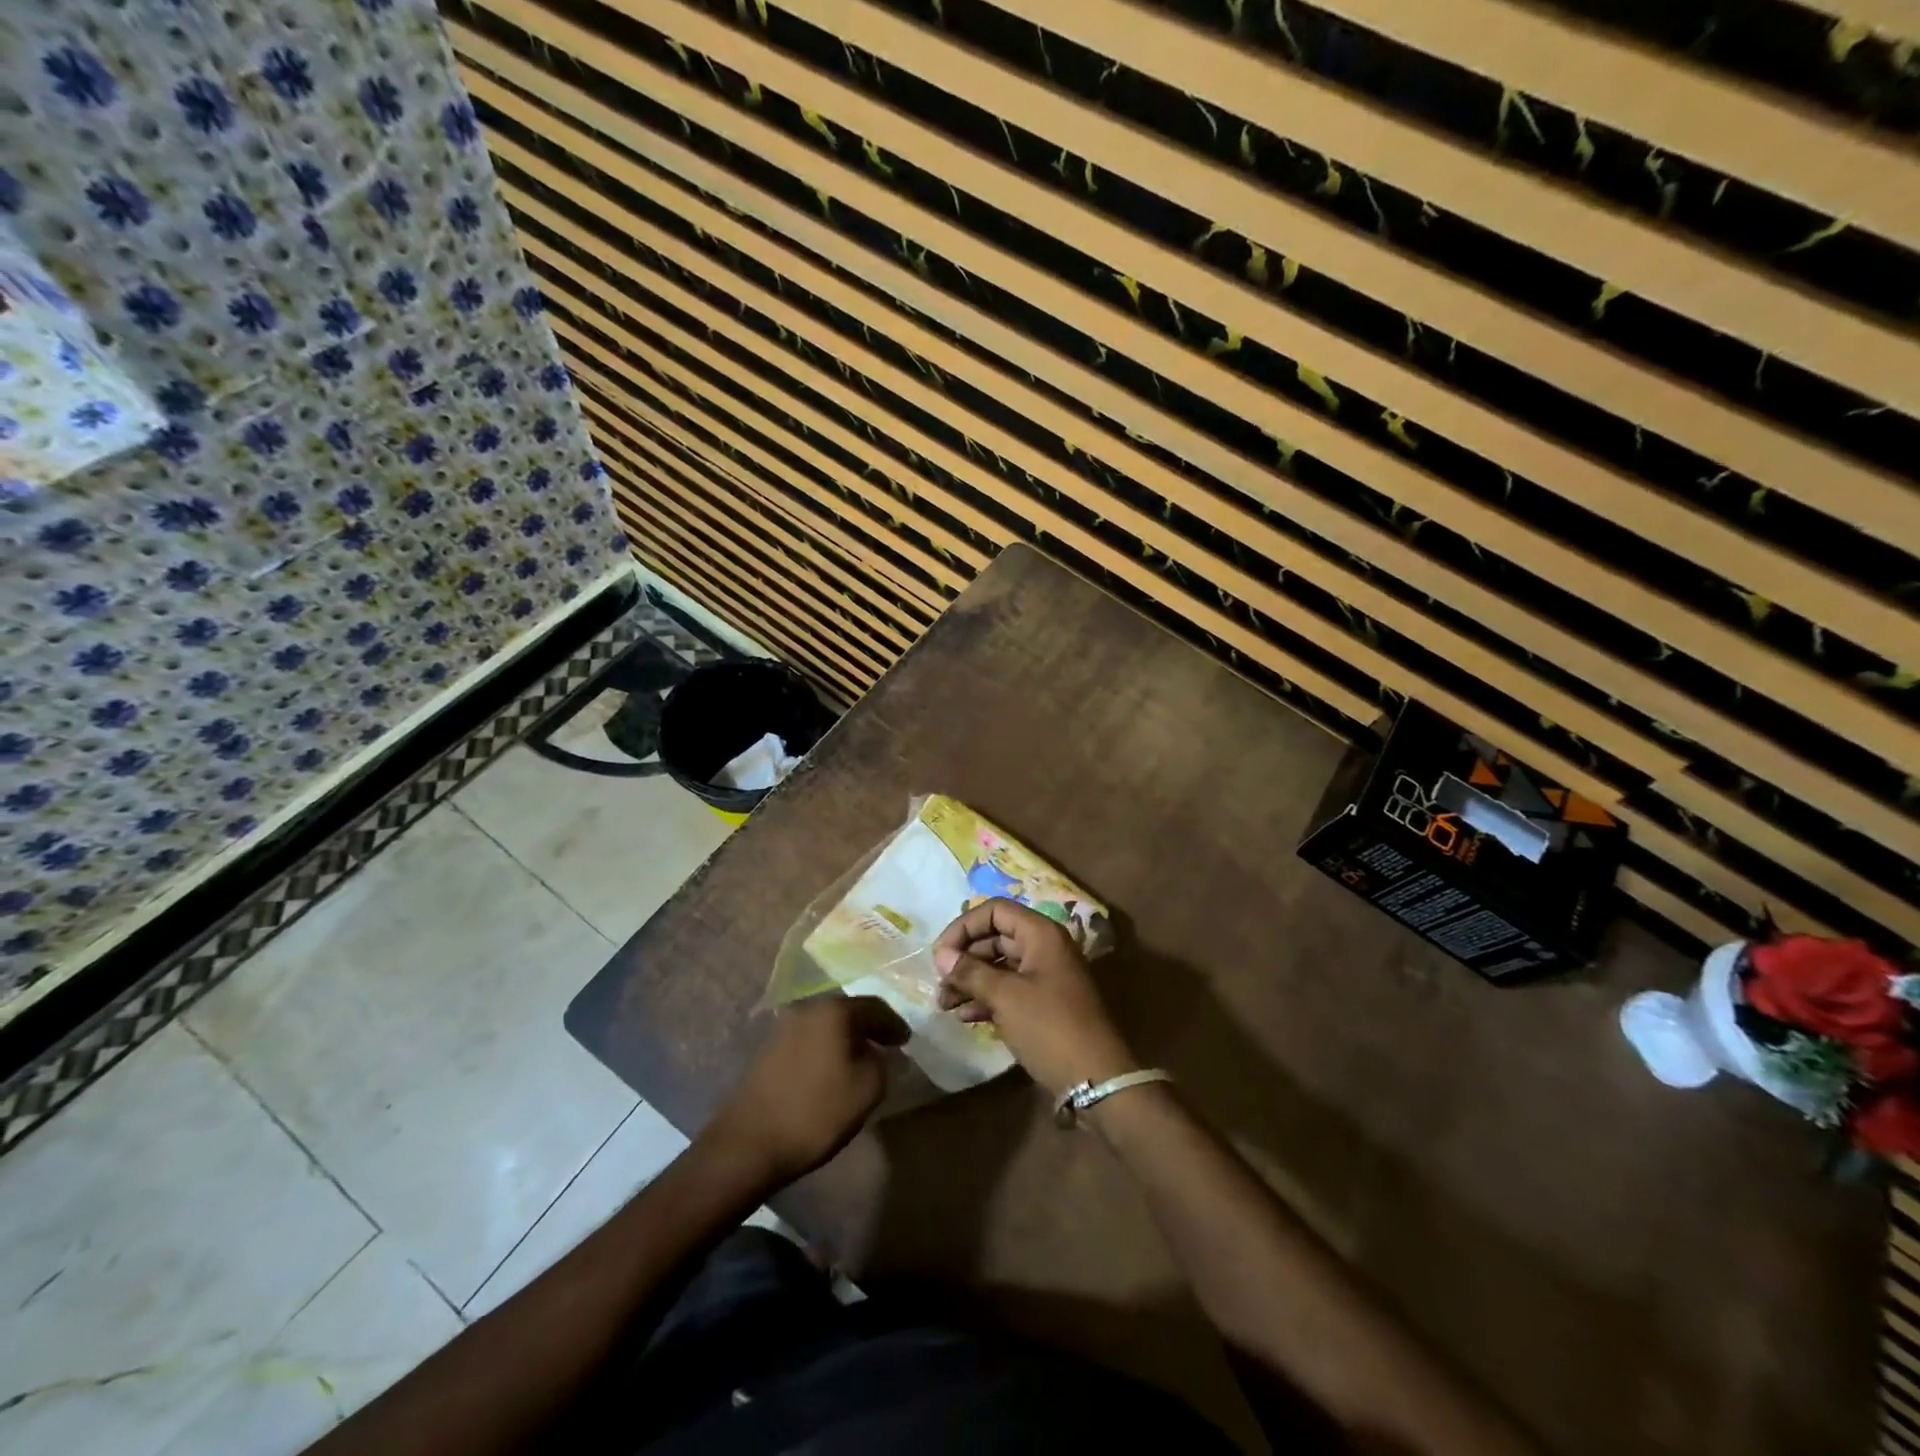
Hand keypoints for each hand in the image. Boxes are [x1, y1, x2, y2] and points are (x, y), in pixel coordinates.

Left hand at [704, 995, 908, 1184]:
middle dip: (868, 1027)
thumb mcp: (868, 1088)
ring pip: (825, 1024)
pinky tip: (831, 1067)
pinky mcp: (767, 1047)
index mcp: (834, 1010)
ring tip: (860, 1057)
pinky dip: (824, 1047)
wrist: (749, 1142)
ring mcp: (782, 1026)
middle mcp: (807, 1007)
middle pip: (847, 1011)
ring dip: (844, 1037)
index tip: (906, 1041)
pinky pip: (807, 1038)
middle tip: (886, 1045)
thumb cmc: (816, 1112)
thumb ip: (882, 1062)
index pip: (875, 1007)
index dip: (894, 1024)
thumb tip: (877, 1052)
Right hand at [934, 898, 1136, 1098]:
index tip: (940, 954)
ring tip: (944, 1004)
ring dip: (970, 981)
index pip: (995, 911)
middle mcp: (1044, 948)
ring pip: (999, 966)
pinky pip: (1009, 990)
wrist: (1096, 1079)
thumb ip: (970, 972)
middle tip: (938, 983)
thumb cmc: (1049, 1027)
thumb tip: (941, 956)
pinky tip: (964, 1017)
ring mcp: (1045, 977)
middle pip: (995, 937)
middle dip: (964, 958)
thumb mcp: (1005, 997)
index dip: (964, 926)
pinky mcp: (1044, 1004)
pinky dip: (986, 998)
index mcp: (1041, 934)